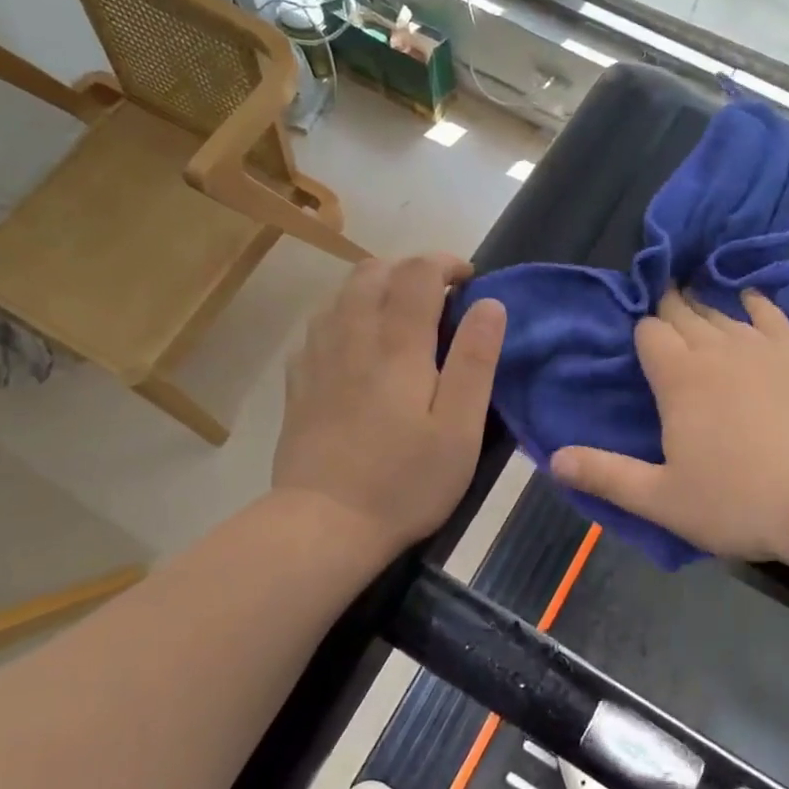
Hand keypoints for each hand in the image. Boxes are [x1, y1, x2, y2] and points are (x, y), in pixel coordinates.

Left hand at [274, 254, 504, 555]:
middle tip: (437, 294)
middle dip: (409, 267)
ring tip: (400, 312)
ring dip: (375, 285)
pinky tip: (358, 341)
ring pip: (341, 292)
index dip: (445, 264)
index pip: (417, 273)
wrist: (323, 524)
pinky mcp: (298, 380)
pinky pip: (319, 323)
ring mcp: (319, 356)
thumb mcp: (460, 429)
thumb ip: (475, 361)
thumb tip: (489, 305)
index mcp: (398, 346)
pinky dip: (345, 313)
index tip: (468, 281)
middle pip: (373, 271)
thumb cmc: (405, 481)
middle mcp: (353, 336)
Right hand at [552, 290, 788, 573]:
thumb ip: (607, 476)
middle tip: (657, 310)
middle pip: (684, 312)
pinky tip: (750, 300)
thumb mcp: (663, 499)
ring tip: (693, 301)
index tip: (634, 339)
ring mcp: (764, 347)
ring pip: (723, 311)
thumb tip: (553, 460)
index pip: (649, 332)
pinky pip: (772, 315)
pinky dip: (755, 303)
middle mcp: (718, 348)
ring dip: (704, 305)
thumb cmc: (741, 502)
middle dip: (666, 308)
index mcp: (679, 377)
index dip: (639, 331)